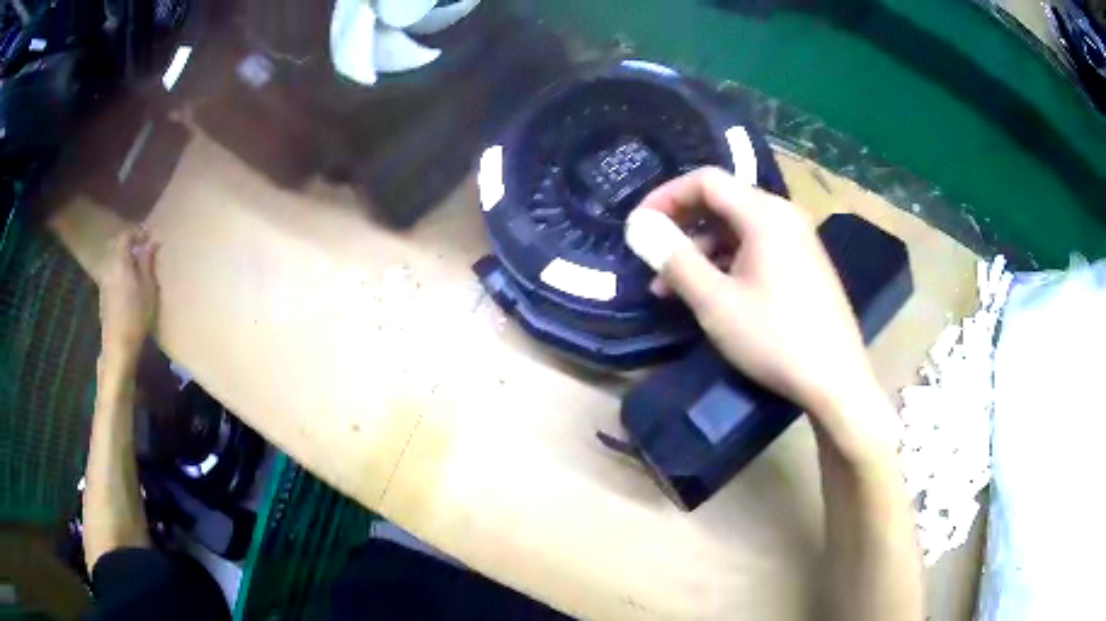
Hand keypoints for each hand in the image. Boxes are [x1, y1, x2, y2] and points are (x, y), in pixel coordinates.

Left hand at [99, 227, 158, 366]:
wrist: (118, 347)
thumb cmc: (136, 316)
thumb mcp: (148, 288)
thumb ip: (148, 263)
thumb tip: (152, 242)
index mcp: (121, 263)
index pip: (125, 236)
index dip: (136, 233)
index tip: (148, 237)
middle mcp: (110, 269)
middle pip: (118, 249)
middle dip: (131, 247)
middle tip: (144, 253)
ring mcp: (105, 284)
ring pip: (115, 264)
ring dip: (126, 263)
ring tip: (139, 272)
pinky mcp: (104, 298)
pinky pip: (113, 277)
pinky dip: (122, 276)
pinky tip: (130, 289)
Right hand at [625, 167, 882, 425]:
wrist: (836, 380)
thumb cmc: (774, 338)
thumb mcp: (716, 302)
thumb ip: (675, 259)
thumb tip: (640, 227)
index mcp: (765, 214)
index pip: (706, 181)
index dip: (667, 196)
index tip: (639, 225)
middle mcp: (784, 216)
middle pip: (723, 202)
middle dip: (682, 226)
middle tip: (653, 258)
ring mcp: (799, 240)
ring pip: (739, 228)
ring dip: (702, 250)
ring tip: (673, 288)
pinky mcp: (805, 264)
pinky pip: (758, 248)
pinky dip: (728, 262)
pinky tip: (712, 293)